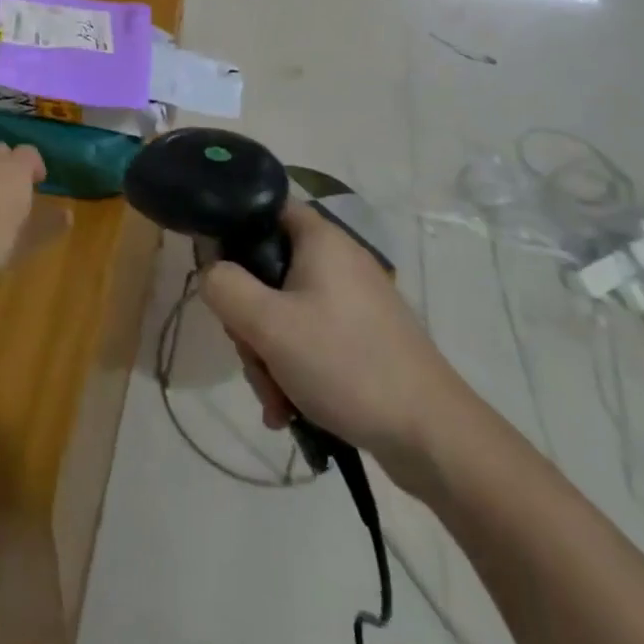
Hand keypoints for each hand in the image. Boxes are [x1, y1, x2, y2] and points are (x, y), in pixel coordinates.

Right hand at [200, 201, 477, 495]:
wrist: (432, 436)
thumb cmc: (346, 364)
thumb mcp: (269, 325)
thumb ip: (225, 288)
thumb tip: (211, 272)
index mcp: (320, 239)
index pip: (264, 207)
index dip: (232, 231)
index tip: (218, 273)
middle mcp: (337, 260)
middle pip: (267, 269)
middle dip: (249, 319)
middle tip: (252, 354)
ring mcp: (352, 301)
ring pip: (284, 311)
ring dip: (268, 354)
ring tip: (275, 399)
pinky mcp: (362, 337)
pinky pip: (309, 339)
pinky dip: (293, 368)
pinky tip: (289, 409)